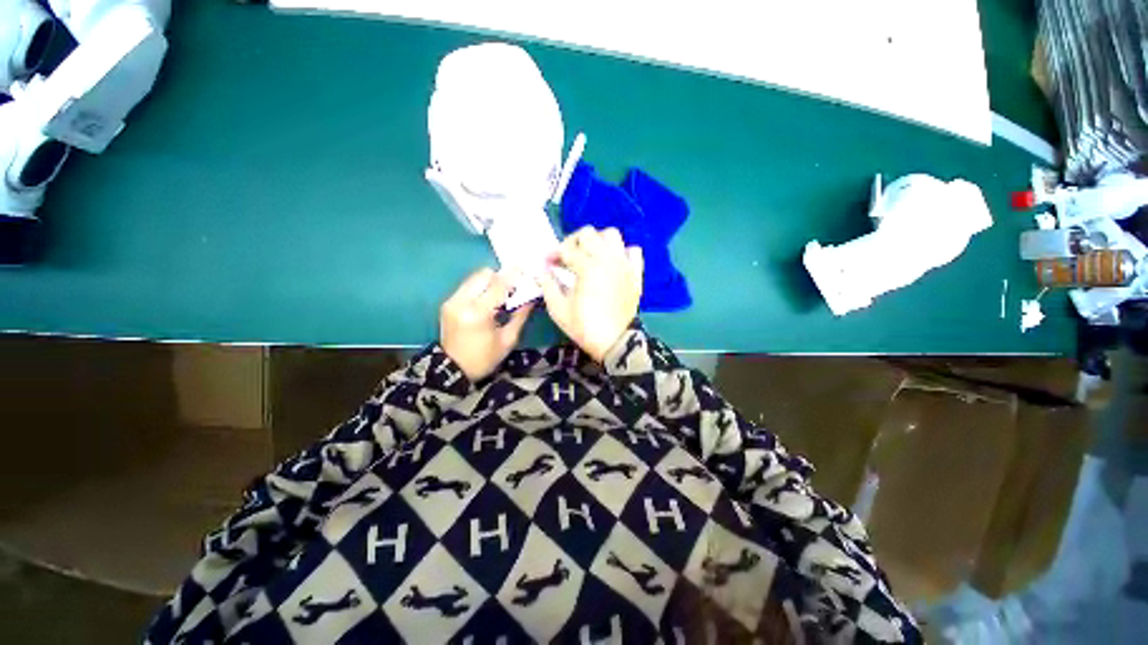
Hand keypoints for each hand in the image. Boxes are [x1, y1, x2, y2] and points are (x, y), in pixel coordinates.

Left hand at [440, 268, 533, 380]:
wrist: (453, 369)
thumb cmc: (484, 358)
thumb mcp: (508, 340)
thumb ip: (520, 315)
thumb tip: (531, 297)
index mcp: (478, 314)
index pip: (498, 285)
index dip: (514, 277)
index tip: (526, 272)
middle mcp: (462, 302)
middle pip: (484, 274)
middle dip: (501, 277)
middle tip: (513, 287)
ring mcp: (452, 301)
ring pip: (474, 277)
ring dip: (490, 281)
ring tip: (501, 294)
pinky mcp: (448, 302)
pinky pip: (468, 286)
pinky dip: (480, 288)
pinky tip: (488, 300)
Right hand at [538, 227, 642, 362]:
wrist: (615, 342)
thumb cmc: (584, 327)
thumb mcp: (558, 310)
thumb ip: (548, 285)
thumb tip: (544, 271)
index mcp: (587, 267)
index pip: (566, 249)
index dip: (552, 255)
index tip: (547, 264)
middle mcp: (607, 259)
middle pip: (588, 233)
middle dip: (573, 242)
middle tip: (567, 258)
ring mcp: (624, 264)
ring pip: (612, 235)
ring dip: (598, 241)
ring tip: (590, 255)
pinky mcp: (635, 273)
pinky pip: (633, 250)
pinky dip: (622, 252)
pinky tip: (613, 262)